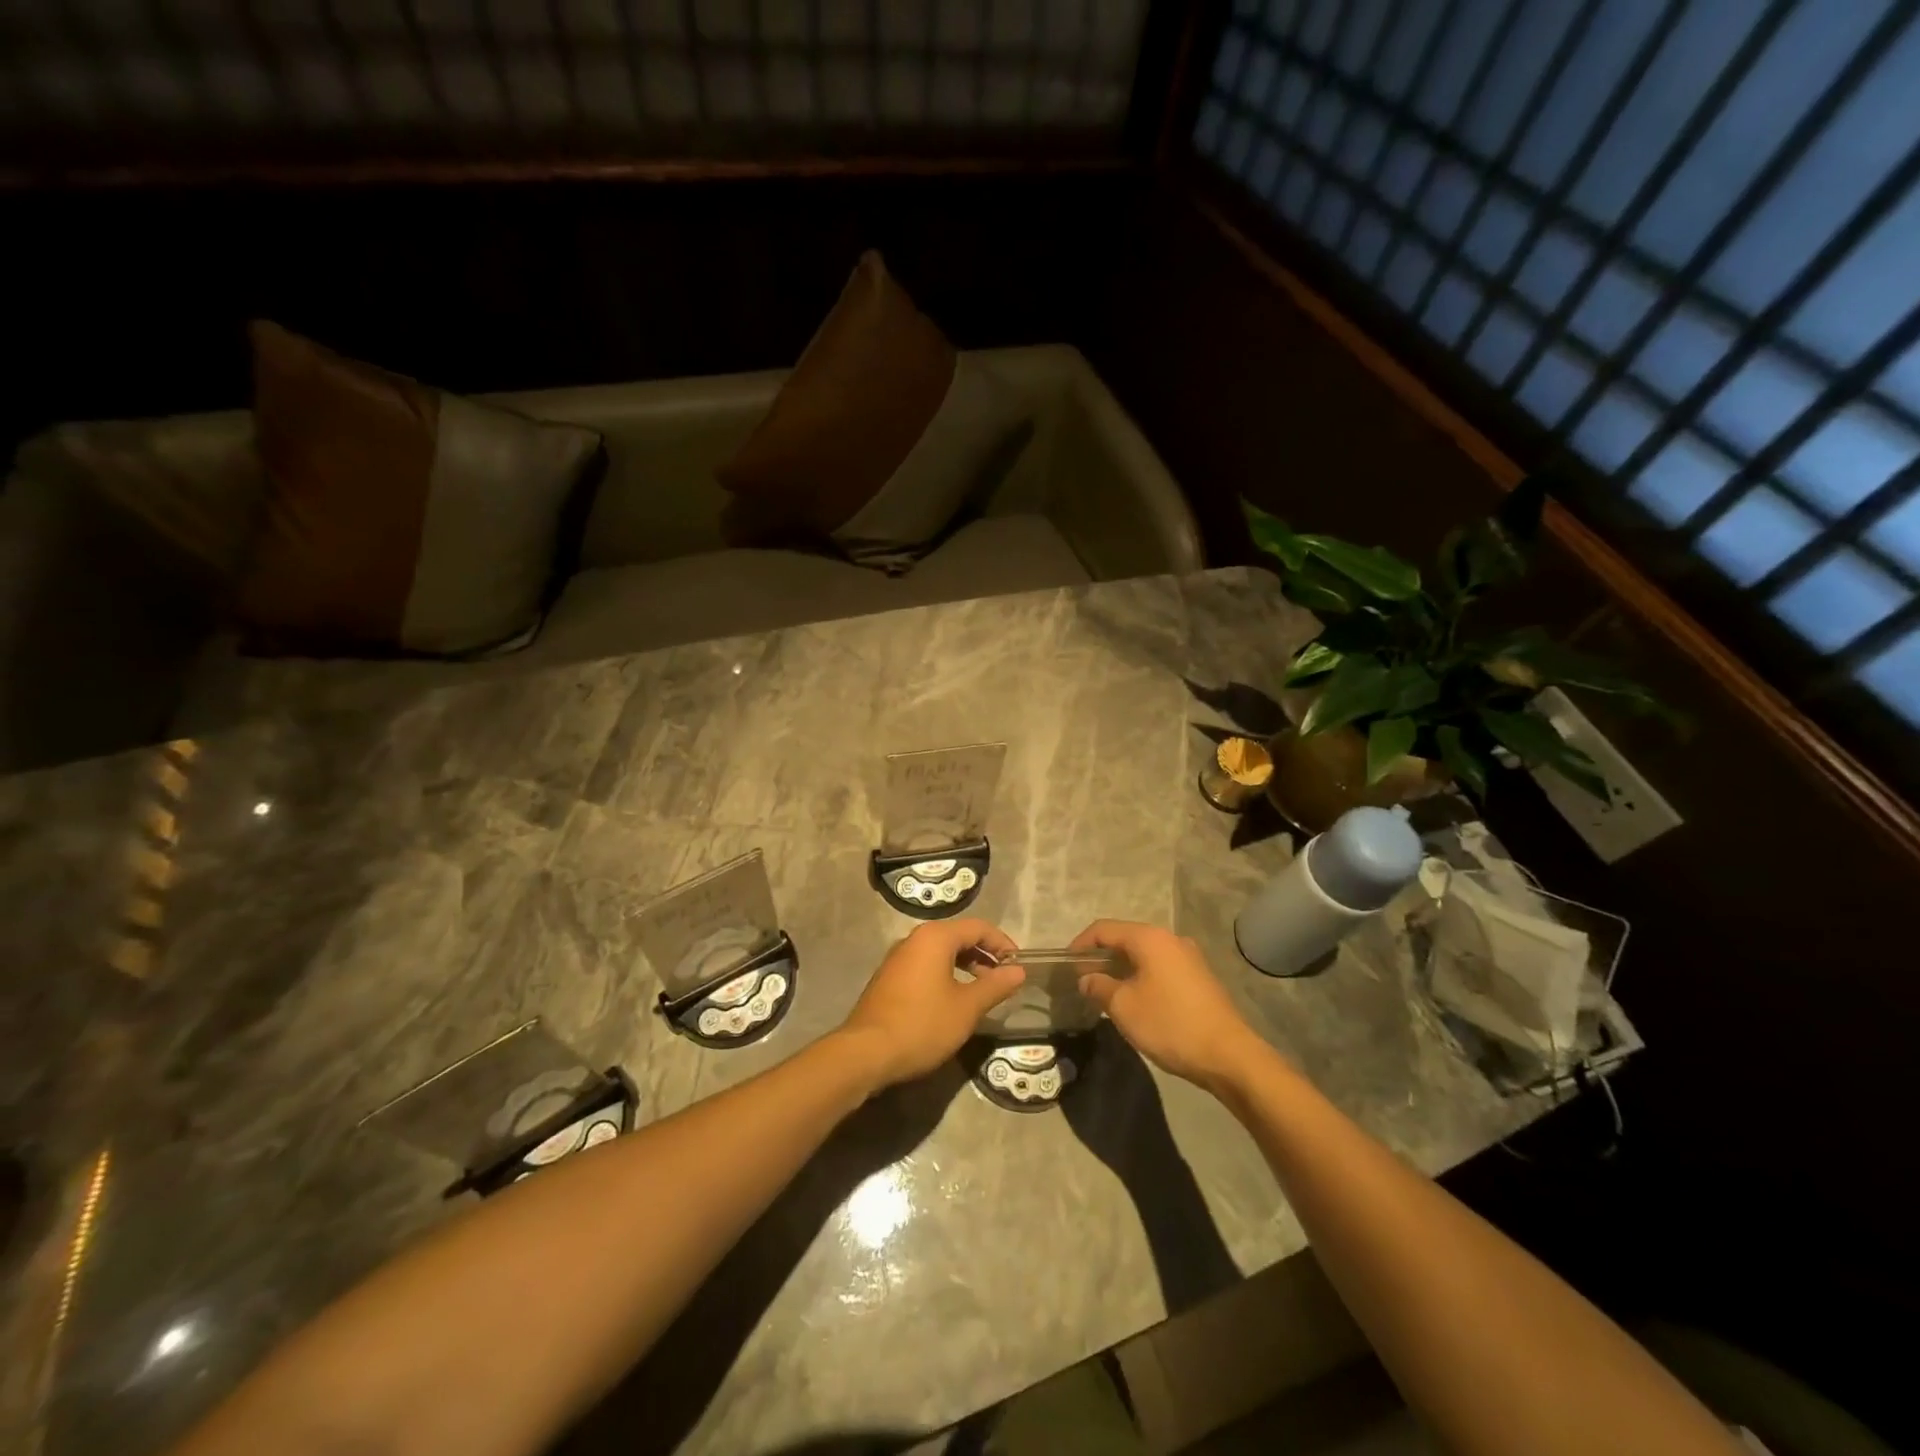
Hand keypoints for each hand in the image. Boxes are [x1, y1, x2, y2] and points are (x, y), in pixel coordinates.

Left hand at [840, 918, 1024, 1088]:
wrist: (866, 1052)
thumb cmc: (923, 1024)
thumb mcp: (967, 1008)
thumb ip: (995, 986)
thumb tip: (1018, 971)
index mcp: (935, 937)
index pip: (978, 927)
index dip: (1002, 943)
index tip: (1018, 965)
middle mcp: (914, 939)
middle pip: (958, 936)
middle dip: (984, 955)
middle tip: (1002, 980)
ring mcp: (898, 958)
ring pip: (940, 952)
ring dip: (965, 966)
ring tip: (981, 992)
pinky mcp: (888, 978)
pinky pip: (925, 966)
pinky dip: (945, 975)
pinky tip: (952, 1001)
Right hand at [1070, 920, 1265, 1091]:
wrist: (1229, 1056)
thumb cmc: (1170, 1024)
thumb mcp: (1123, 1007)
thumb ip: (1099, 986)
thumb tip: (1086, 979)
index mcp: (1150, 938)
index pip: (1104, 929)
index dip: (1080, 944)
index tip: (1065, 966)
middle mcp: (1170, 939)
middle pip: (1125, 938)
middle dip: (1100, 957)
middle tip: (1082, 980)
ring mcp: (1188, 957)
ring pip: (1144, 954)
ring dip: (1121, 968)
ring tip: (1105, 991)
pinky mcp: (1199, 977)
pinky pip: (1160, 967)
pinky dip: (1141, 976)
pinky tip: (1135, 999)